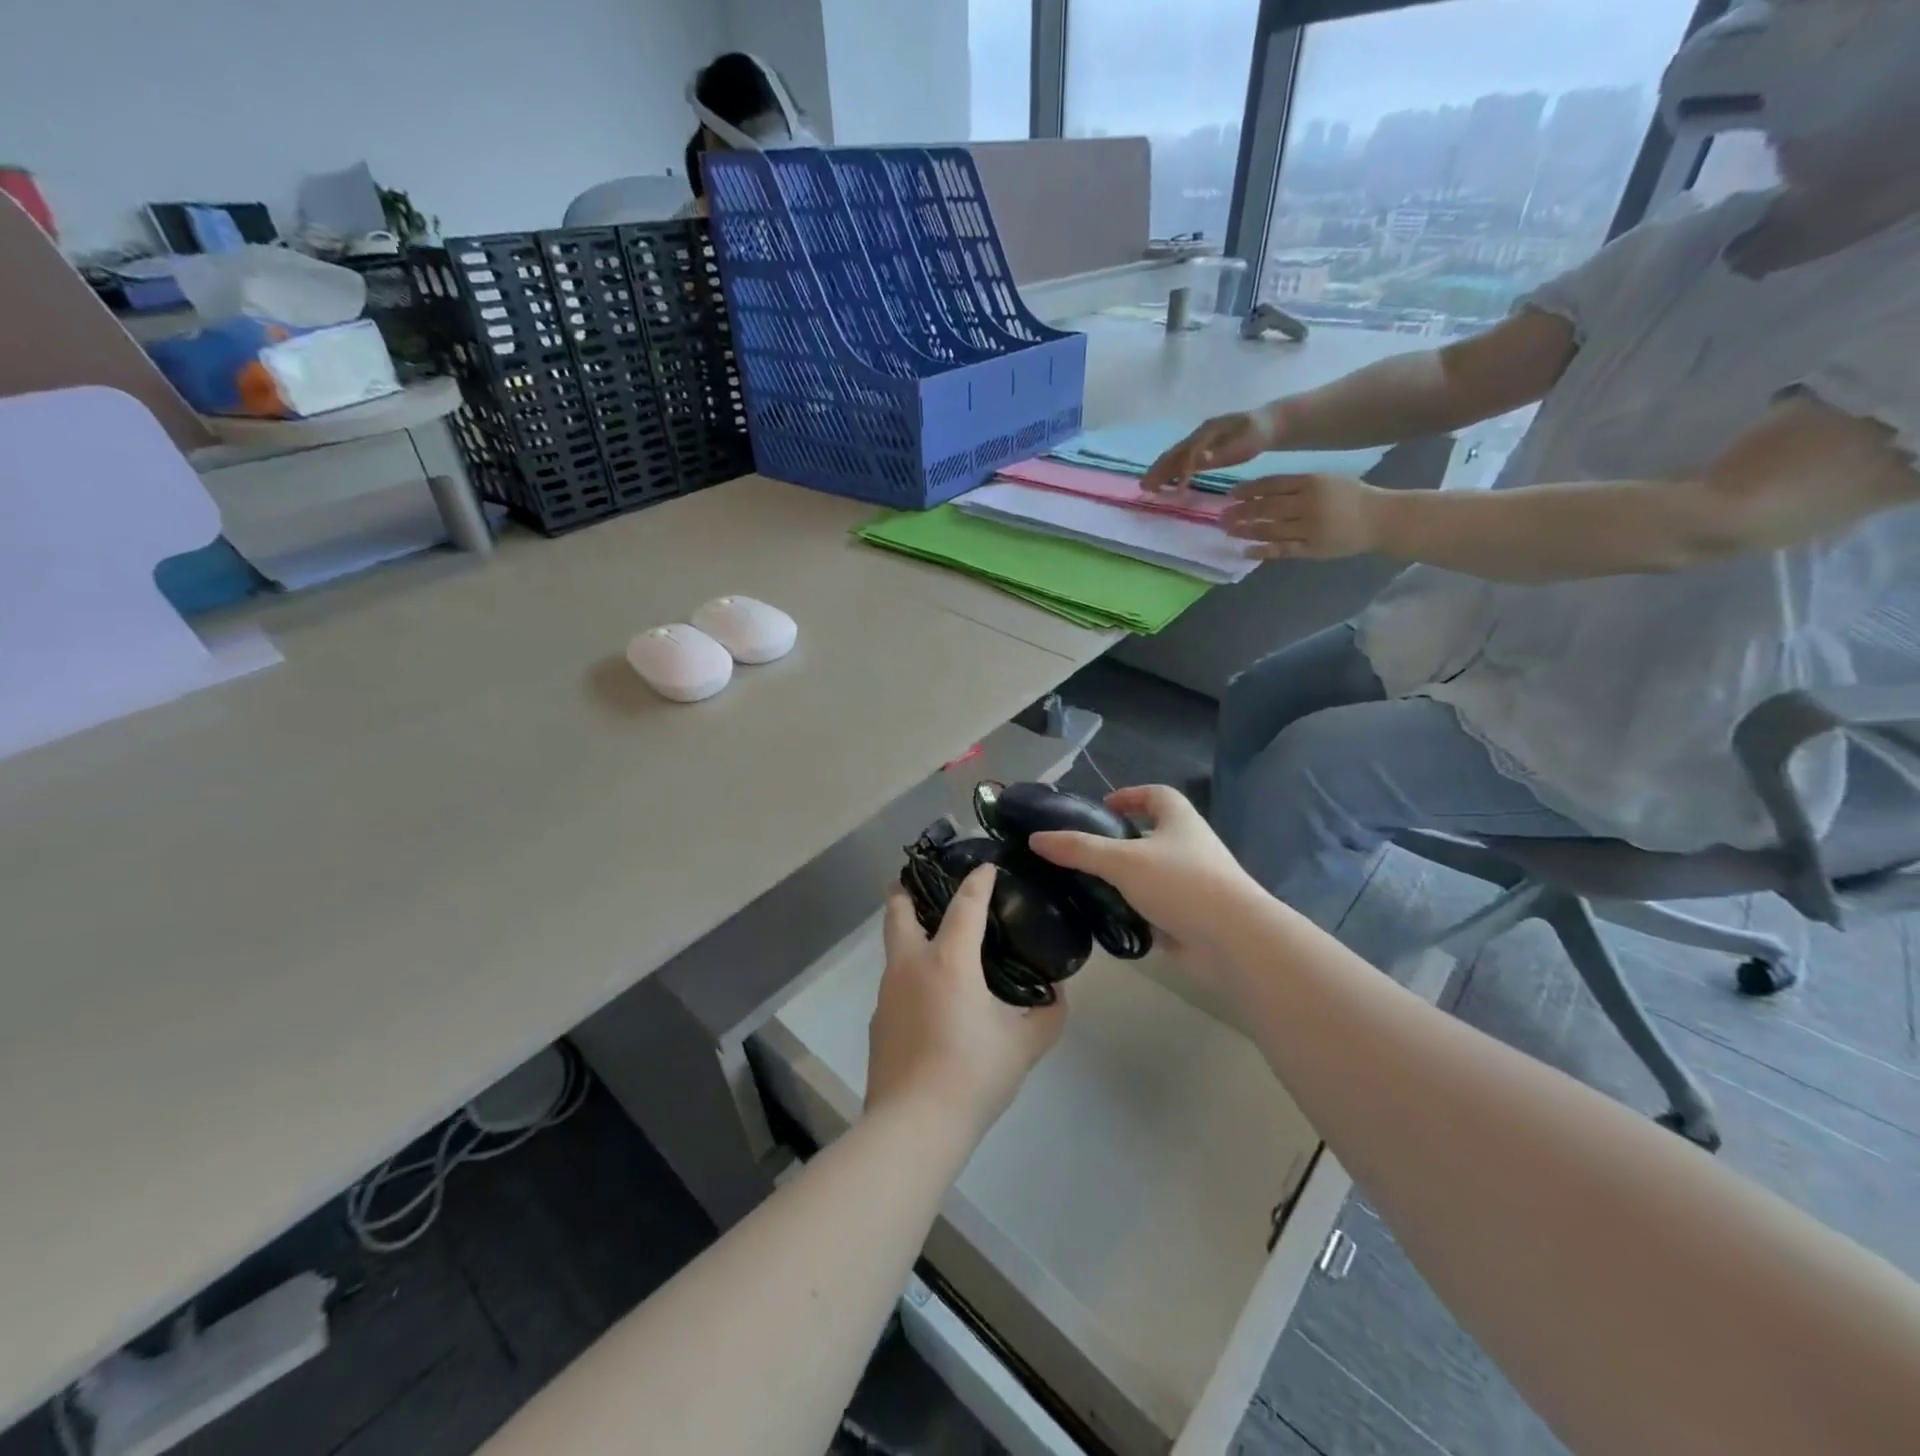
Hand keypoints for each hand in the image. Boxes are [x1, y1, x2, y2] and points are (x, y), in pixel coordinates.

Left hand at [867, 867, 1065, 1134]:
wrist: (913, 1126)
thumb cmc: (972, 1074)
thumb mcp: (1024, 1044)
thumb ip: (1048, 1013)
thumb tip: (1056, 993)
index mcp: (948, 960)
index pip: (965, 904)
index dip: (978, 880)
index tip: (986, 866)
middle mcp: (910, 965)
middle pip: (898, 910)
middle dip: (907, 887)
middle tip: (925, 880)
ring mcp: (887, 992)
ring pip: (894, 947)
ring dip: (910, 932)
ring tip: (938, 942)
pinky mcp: (878, 1021)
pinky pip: (895, 983)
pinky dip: (911, 975)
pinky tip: (931, 1000)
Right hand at [1028, 786, 1256, 954]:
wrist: (1233, 940)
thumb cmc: (1181, 883)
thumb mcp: (1122, 861)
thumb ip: (1079, 849)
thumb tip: (1036, 839)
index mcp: (1180, 821)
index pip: (1157, 795)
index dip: (1131, 795)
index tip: (1103, 805)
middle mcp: (1190, 847)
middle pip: (1153, 834)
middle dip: (1122, 839)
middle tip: (1086, 850)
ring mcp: (1194, 884)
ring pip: (1153, 873)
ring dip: (1126, 877)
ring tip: (1088, 884)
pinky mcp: (1191, 917)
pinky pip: (1156, 907)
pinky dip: (1135, 909)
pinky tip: (1108, 919)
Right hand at [1142, 408, 1275, 491]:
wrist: (1268, 424)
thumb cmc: (1257, 434)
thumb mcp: (1244, 441)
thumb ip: (1222, 451)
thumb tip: (1199, 460)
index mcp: (1206, 432)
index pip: (1186, 453)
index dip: (1178, 471)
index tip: (1172, 490)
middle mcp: (1198, 434)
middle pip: (1174, 453)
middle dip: (1158, 470)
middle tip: (1144, 487)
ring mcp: (1199, 440)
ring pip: (1175, 456)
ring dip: (1161, 471)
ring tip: (1148, 487)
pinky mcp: (1202, 448)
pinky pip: (1182, 459)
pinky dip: (1171, 471)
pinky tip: (1166, 483)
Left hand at [1221, 473, 1386, 559]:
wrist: (1381, 519)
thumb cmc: (1351, 497)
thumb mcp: (1326, 480)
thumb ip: (1297, 485)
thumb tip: (1260, 491)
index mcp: (1311, 482)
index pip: (1272, 485)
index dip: (1249, 490)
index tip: (1230, 494)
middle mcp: (1307, 503)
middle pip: (1266, 507)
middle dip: (1241, 512)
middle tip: (1221, 516)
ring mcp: (1309, 527)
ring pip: (1270, 529)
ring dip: (1246, 530)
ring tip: (1228, 531)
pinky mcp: (1311, 548)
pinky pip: (1282, 550)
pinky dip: (1262, 550)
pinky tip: (1246, 551)